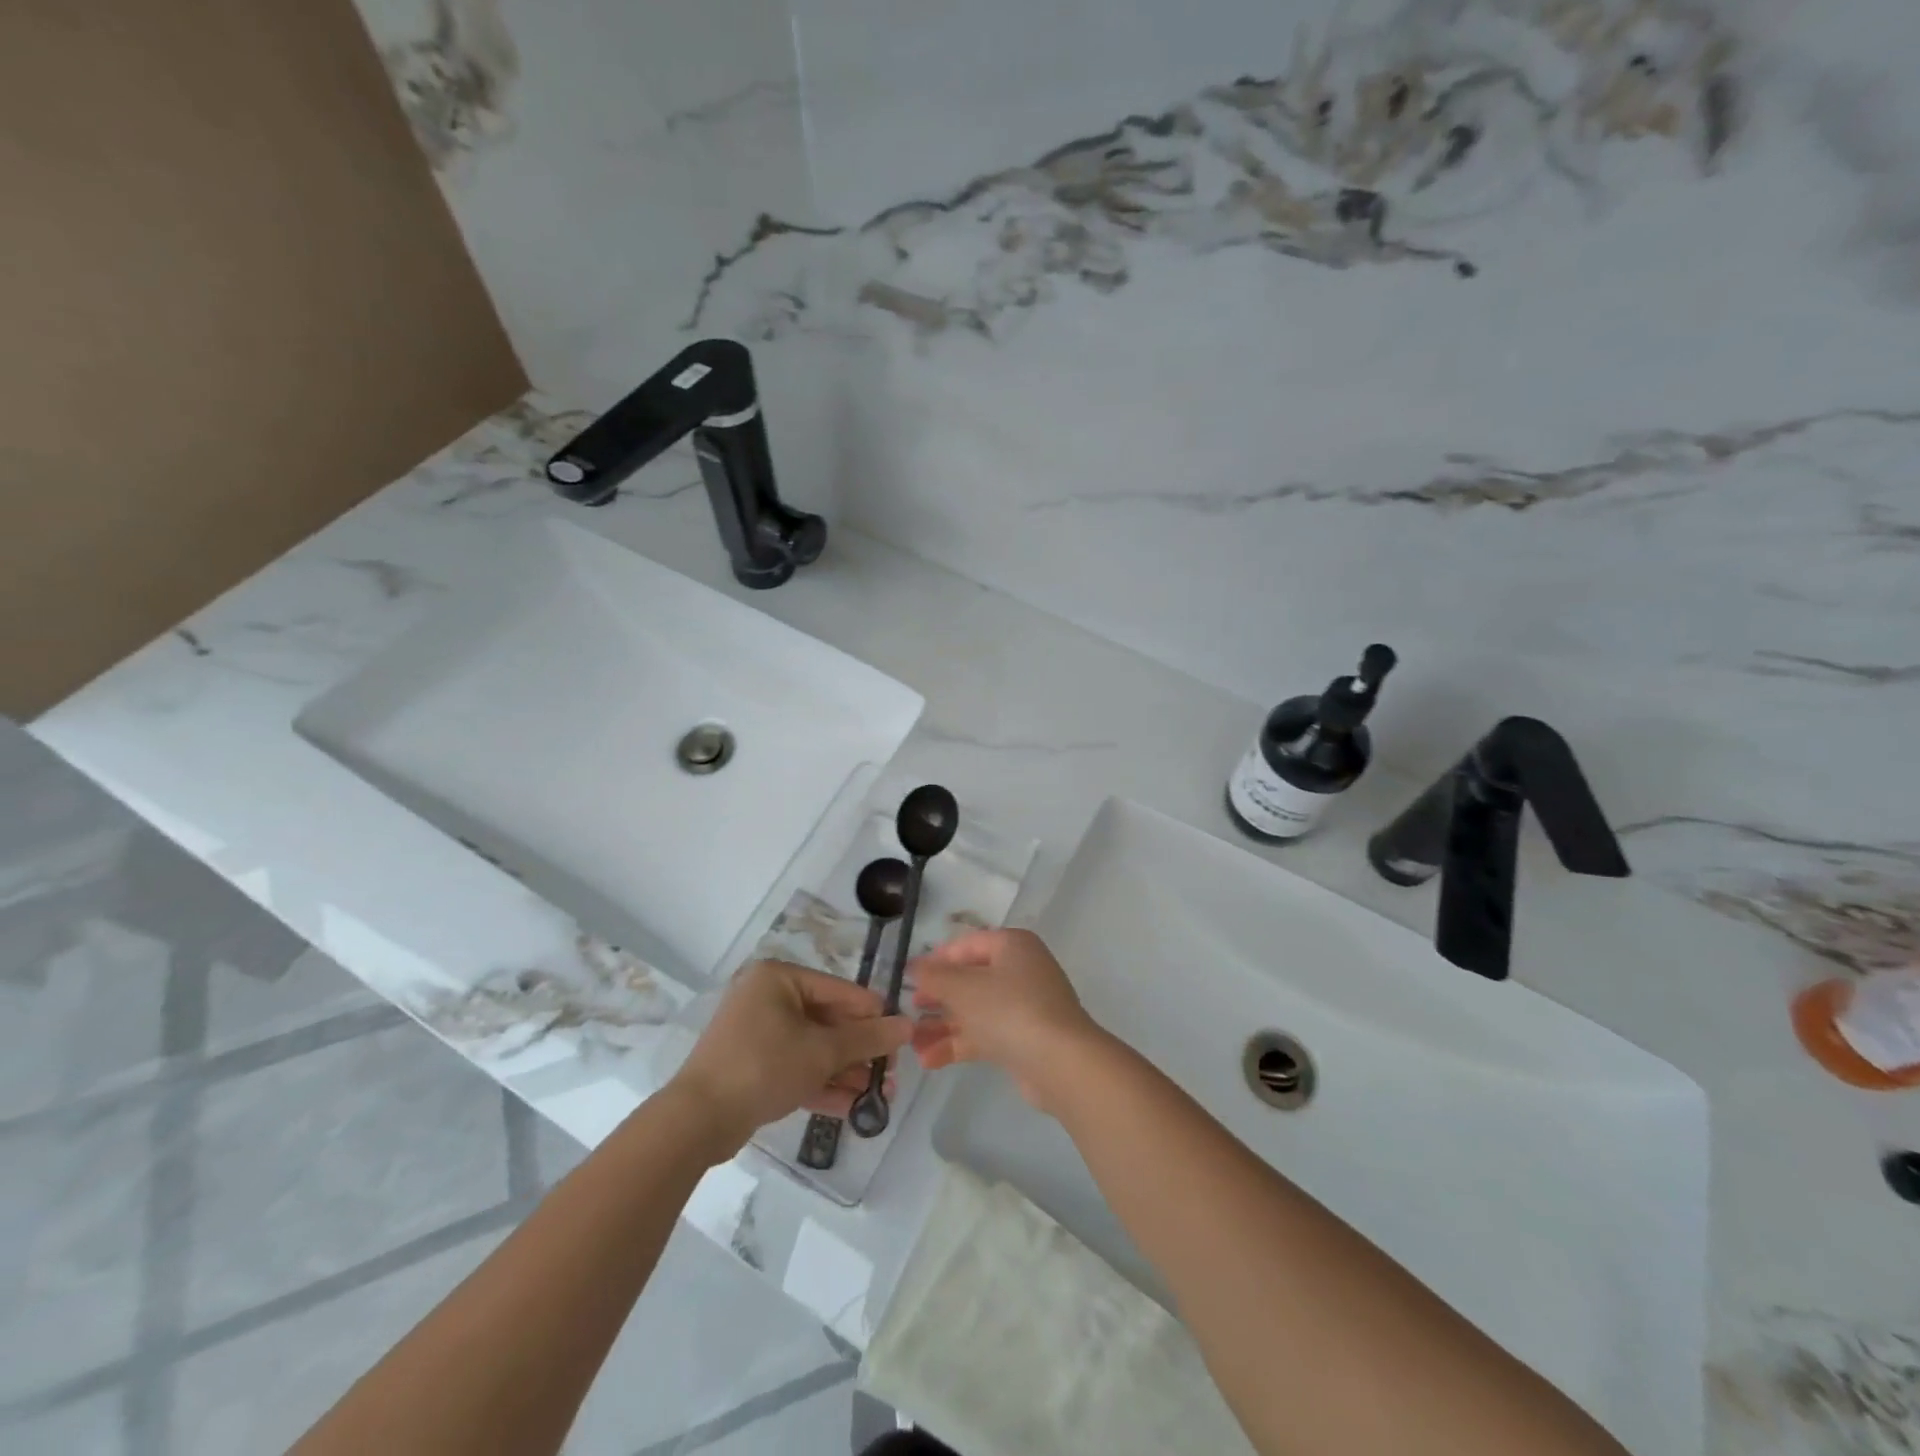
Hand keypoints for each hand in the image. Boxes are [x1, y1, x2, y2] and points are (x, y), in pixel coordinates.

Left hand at [669, 960, 910, 1153]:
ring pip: (813, 1048)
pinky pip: (795, 1067)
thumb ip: (867, 1038)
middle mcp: (767, 998)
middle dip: (860, 1051)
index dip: (873, 1014)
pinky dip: (821, 1083)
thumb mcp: (822, 1052)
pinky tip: (853, 1107)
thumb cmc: (763, 1067)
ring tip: (880, 1095)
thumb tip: (908, 1026)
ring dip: (846, 1071)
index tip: (902, 1038)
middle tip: (892, 1073)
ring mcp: (757, 1033)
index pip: (840, 991)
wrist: (697, 1121)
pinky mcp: (751, 1066)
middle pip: (827, 1021)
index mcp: (779, 978)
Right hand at [910, 929, 1103, 1111]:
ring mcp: (1024, 1006)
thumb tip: (914, 967)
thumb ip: (934, 975)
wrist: (1061, 1063)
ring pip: (974, 1010)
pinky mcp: (1023, 1039)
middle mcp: (1020, 970)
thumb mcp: (963, 987)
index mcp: (1012, 946)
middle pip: (969, 979)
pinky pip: (984, 1035)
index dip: (936, 960)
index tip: (908, 979)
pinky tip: (929, 1061)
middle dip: (936, 998)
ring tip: (911, 1043)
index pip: (966, 945)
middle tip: (908, 1011)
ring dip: (942, 1026)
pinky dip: (958, 1044)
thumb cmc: (1009, 1010)